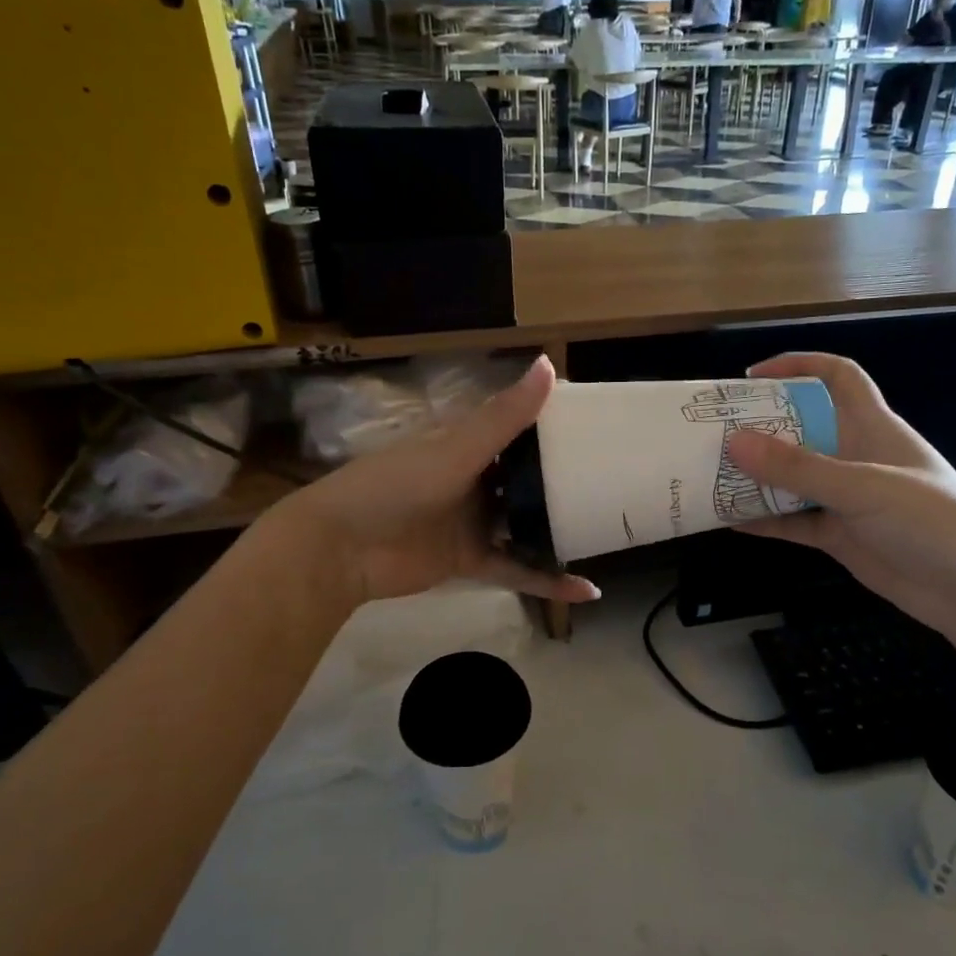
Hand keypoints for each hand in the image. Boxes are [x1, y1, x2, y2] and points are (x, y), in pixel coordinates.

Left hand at [273, 357, 598, 608]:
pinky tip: (585, 590)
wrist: (340, 548)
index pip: (517, 430)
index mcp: (466, 445)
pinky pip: (516, 569)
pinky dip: (546, 581)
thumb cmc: (396, 485)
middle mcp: (473, 481)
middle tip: (614, 482)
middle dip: (562, 482)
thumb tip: (549, 365)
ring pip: (525, 525)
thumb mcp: (456, 450)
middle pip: (526, 480)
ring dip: (558, 532)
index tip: (598, 427)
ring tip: (606, 531)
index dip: (553, 427)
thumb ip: (504, 416)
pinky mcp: (470, 561)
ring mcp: (472, 522)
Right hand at [727, 353, 955, 643]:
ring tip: (712, 475)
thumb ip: (799, 467)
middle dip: (762, 428)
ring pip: (794, 479)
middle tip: (715, 432)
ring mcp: (848, 499)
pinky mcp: (841, 536)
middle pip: (803, 429)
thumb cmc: (930, 520)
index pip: (838, 378)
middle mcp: (857, 457)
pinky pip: (794, 522)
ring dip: (758, 477)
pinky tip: (730, 521)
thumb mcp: (862, 486)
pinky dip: (765, 521)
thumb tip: (734, 442)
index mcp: (872, 427)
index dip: (799, 366)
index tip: (753, 377)